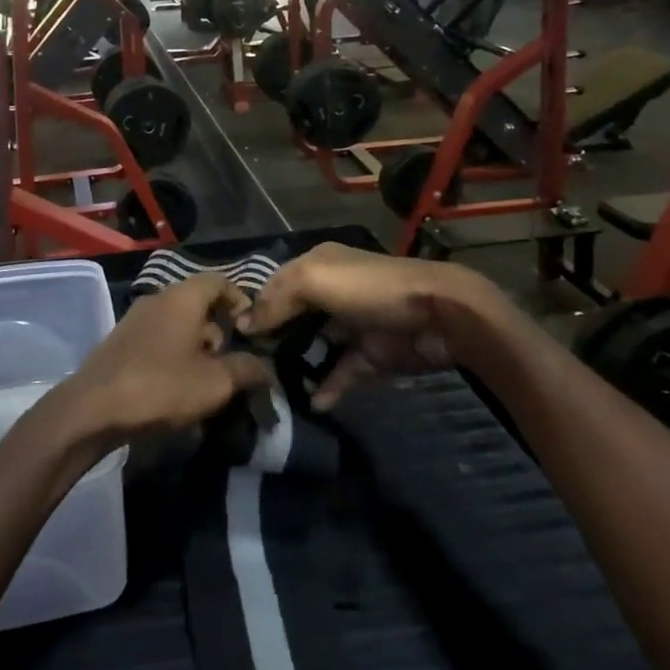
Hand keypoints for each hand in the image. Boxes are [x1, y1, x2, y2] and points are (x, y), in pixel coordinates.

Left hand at [52, 274, 270, 446]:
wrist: (93, 409)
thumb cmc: (161, 386)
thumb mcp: (216, 382)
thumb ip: (247, 370)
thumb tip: (266, 369)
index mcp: (182, 297)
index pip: (219, 281)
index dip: (240, 301)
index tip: (251, 331)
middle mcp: (157, 300)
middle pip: (198, 304)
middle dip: (219, 332)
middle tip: (229, 364)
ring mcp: (134, 320)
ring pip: (177, 325)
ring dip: (196, 349)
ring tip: (205, 384)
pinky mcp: (120, 343)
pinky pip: (158, 342)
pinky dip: (174, 358)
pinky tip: (176, 391)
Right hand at [239, 243, 502, 409]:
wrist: (440, 315)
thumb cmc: (371, 289)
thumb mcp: (314, 280)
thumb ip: (276, 300)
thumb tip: (243, 325)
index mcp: (317, 266)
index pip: (274, 286)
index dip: (253, 308)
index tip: (229, 337)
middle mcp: (331, 293)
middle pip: (291, 318)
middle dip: (271, 341)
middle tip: (247, 368)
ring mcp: (351, 326)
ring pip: (313, 347)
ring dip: (295, 366)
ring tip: (271, 390)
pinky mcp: (369, 356)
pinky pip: (340, 373)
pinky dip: (326, 388)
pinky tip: (310, 403)